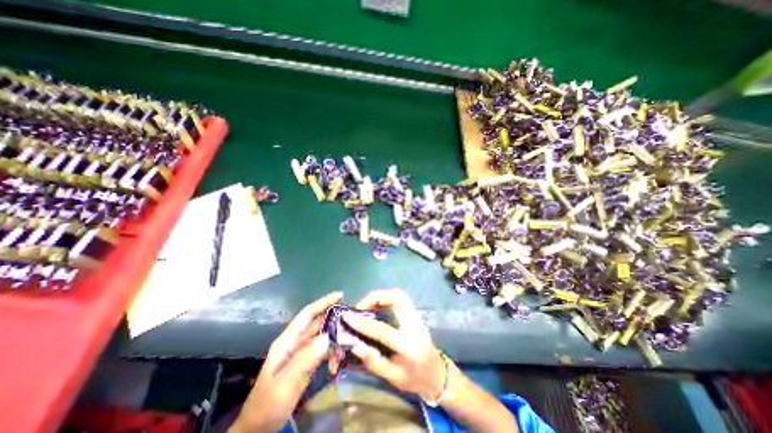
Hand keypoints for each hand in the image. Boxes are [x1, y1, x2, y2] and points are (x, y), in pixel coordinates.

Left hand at [227, 292, 337, 432]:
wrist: (258, 429)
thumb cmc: (268, 404)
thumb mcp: (286, 383)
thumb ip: (305, 359)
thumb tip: (326, 337)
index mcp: (288, 341)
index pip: (307, 314)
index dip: (323, 302)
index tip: (340, 295)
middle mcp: (296, 342)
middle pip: (318, 323)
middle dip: (334, 320)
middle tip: (352, 321)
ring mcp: (302, 352)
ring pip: (323, 336)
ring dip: (335, 340)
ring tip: (345, 348)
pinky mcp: (307, 362)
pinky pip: (323, 350)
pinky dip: (332, 353)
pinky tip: (336, 364)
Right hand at [344, 287, 445, 401]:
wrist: (437, 375)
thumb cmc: (415, 380)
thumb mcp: (393, 378)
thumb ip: (374, 361)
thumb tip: (355, 345)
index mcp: (408, 346)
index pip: (383, 330)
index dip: (363, 322)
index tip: (347, 315)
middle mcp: (415, 326)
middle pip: (397, 299)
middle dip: (376, 297)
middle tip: (360, 306)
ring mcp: (417, 317)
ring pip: (400, 295)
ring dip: (381, 295)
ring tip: (367, 305)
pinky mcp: (416, 314)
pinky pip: (401, 299)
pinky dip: (387, 297)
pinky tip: (377, 306)